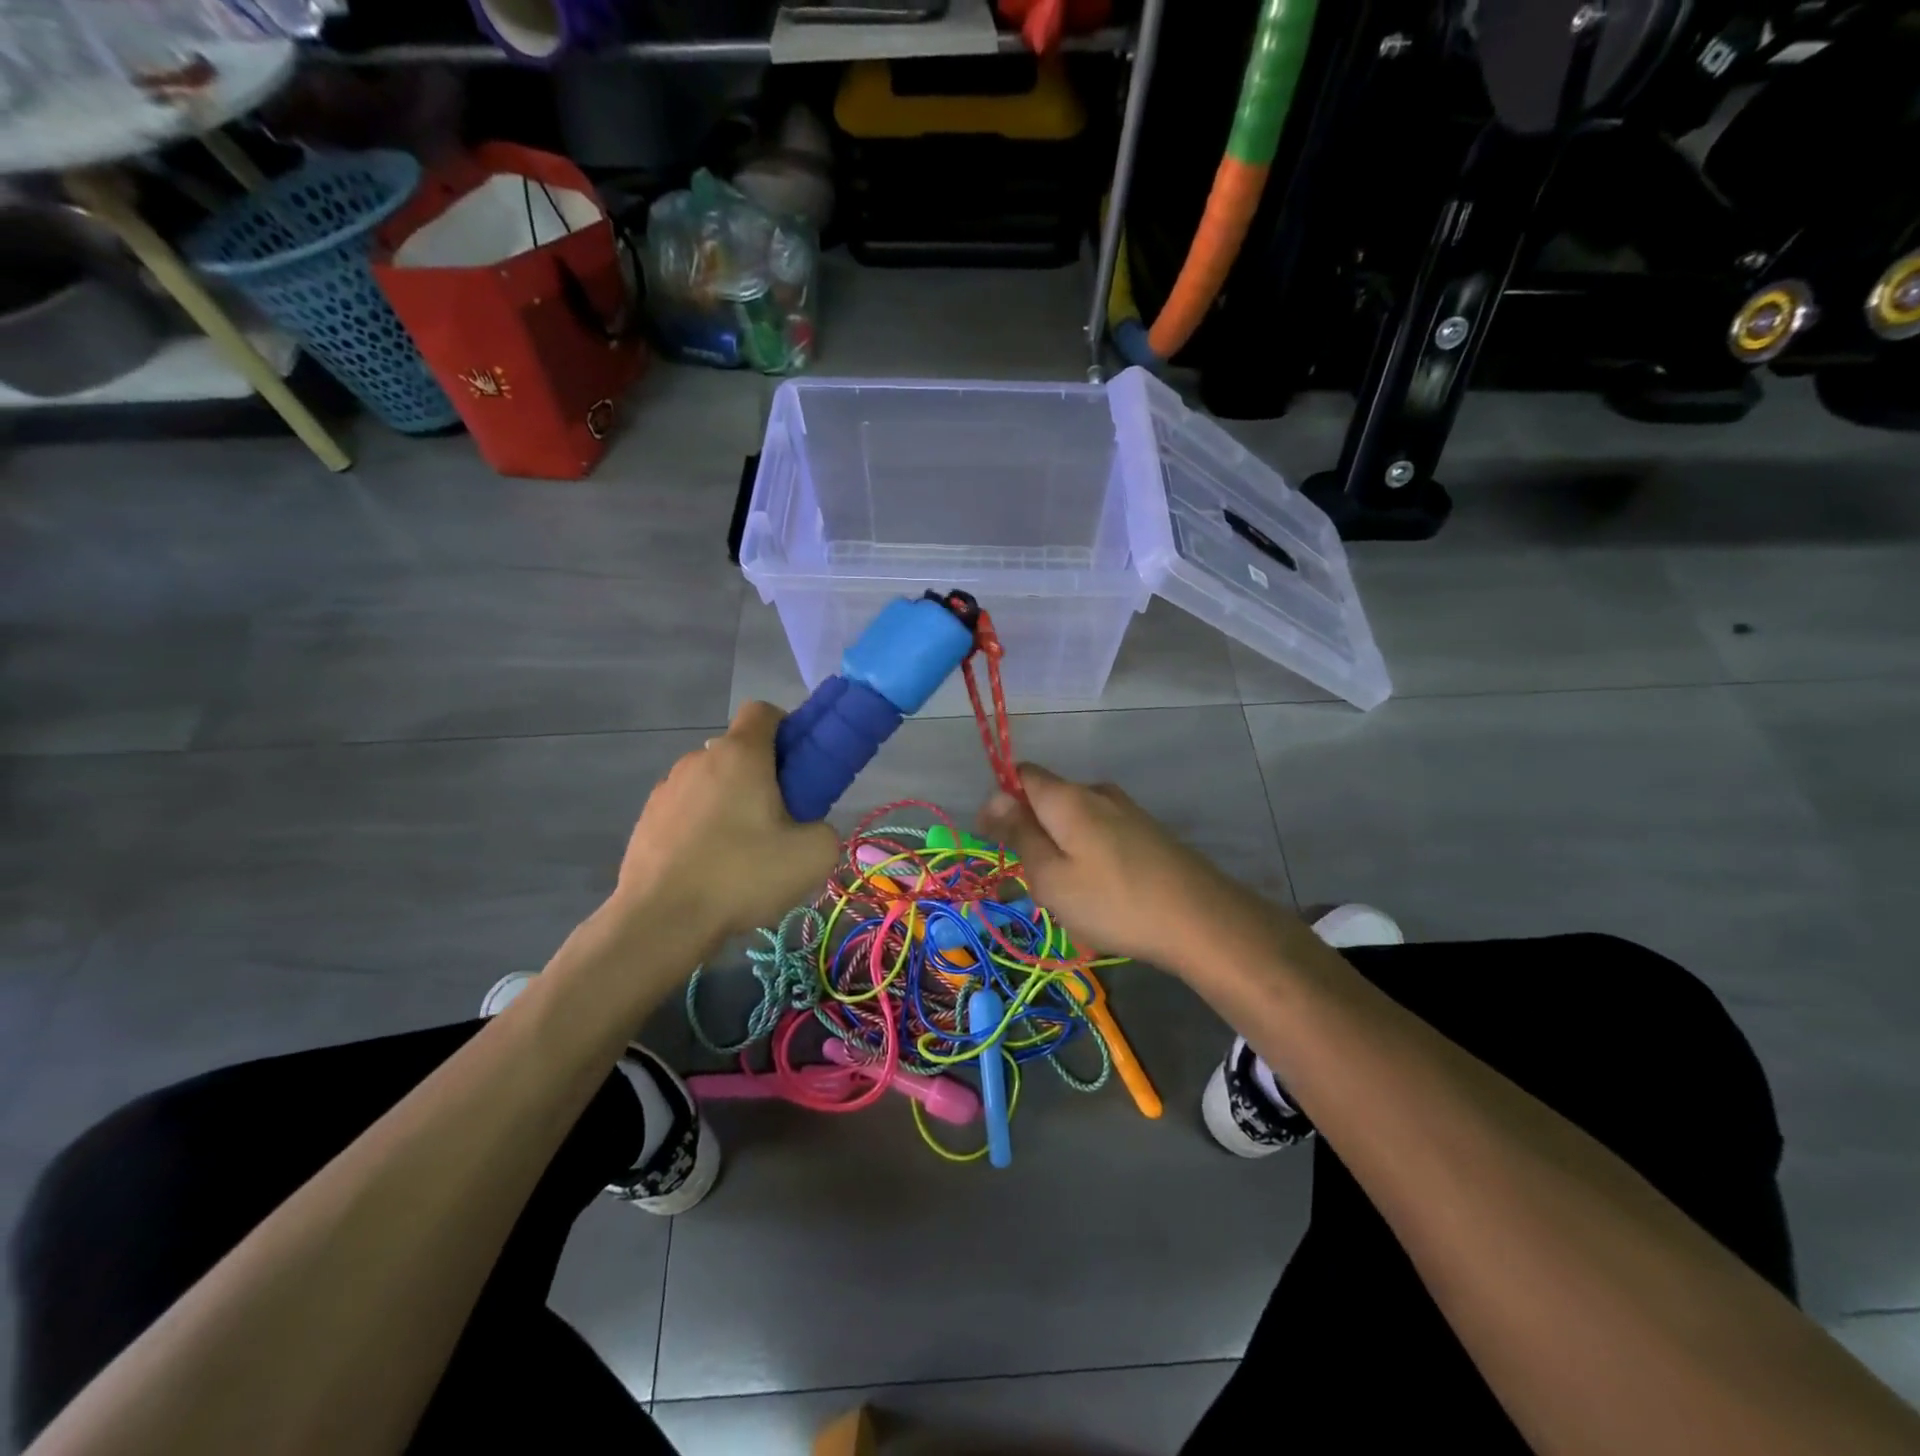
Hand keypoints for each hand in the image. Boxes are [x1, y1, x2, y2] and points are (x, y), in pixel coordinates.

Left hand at [615, 702, 838, 945]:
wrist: (661, 921)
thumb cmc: (742, 875)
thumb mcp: (813, 855)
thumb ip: (825, 828)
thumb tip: (809, 828)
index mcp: (740, 755)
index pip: (764, 711)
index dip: (787, 729)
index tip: (799, 766)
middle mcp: (699, 759)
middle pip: (738, 751)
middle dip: (761, 775)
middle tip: (779, 820)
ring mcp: (666, 789)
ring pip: (711, 782)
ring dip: (729, 802)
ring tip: (740, 853)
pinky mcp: (646, 820)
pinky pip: (686, 810)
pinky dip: (702, 826)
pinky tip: (709, 867)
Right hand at [977, 762, 1264, 971]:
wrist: (1202, 921)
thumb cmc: (1112, 901)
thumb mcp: (1050, 876)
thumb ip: (1020, 833)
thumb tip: (995, 798)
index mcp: (1067, 797)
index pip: (1021, 774)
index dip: (999, 800)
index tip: (991, 839)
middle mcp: (1097, 792)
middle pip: (1048, 798)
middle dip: (1029, 830)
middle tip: (1027, 880)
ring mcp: (1127, 811)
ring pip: (1075, 820)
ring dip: (1058, 847)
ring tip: (1063, 895)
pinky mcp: (1148, 833)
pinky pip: (1101, 834)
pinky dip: (1085, 855)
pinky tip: (1097, 892)